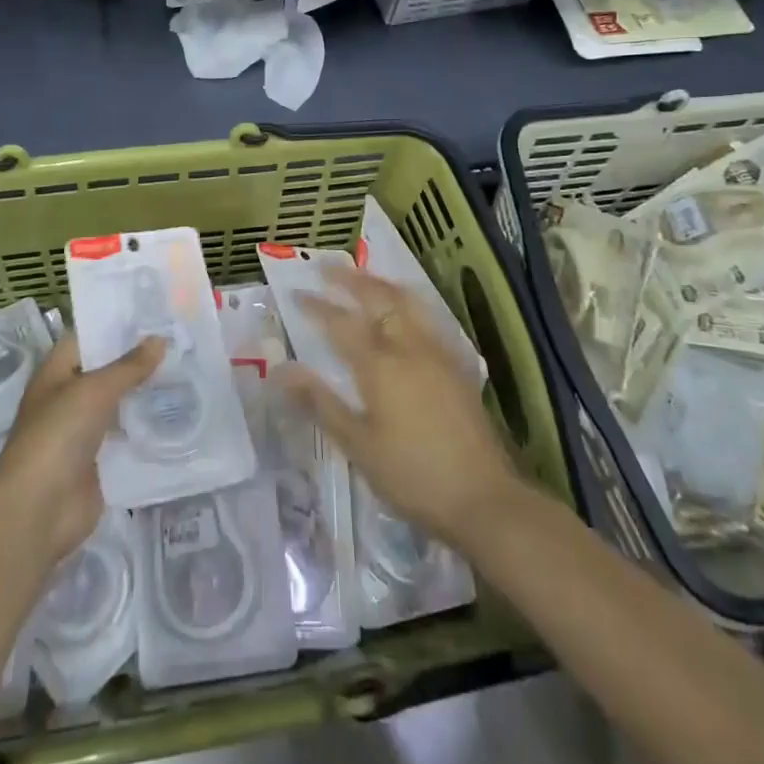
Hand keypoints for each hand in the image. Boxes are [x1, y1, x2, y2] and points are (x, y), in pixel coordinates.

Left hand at [0, 332, 163, 568]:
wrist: (39, 509)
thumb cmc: (58, 434)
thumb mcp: (95, 390)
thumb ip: (129, 366)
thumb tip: (160, 339)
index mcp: (56, 373)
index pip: (87, 338)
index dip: (115, 324)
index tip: (153, 312)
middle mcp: (69, 398)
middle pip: (106, 372)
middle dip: (138, 360)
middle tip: (180, 340)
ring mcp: (84, 432)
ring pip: (119, 405)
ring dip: (145, 394)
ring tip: (187, 372)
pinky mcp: (100, 463)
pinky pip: (127, 438)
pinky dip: (148, 429)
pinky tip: (179, 415)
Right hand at [279, 261, 521, 549]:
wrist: (482, 498)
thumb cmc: (411, 475)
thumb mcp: (357, 444)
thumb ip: (320, 402)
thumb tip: (281, 370)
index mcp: (380, 366)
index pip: (340, 324)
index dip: (316, 307)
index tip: (296, 293)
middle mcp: (409, 347)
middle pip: (377, 299)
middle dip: (349, 279)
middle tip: (327, 265)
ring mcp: (437, 352)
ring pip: (407, 302)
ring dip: (381, 284)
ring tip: (364, 276)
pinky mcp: (456, 364)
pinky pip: (427, 317)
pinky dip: (408, 301)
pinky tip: (405, 309)